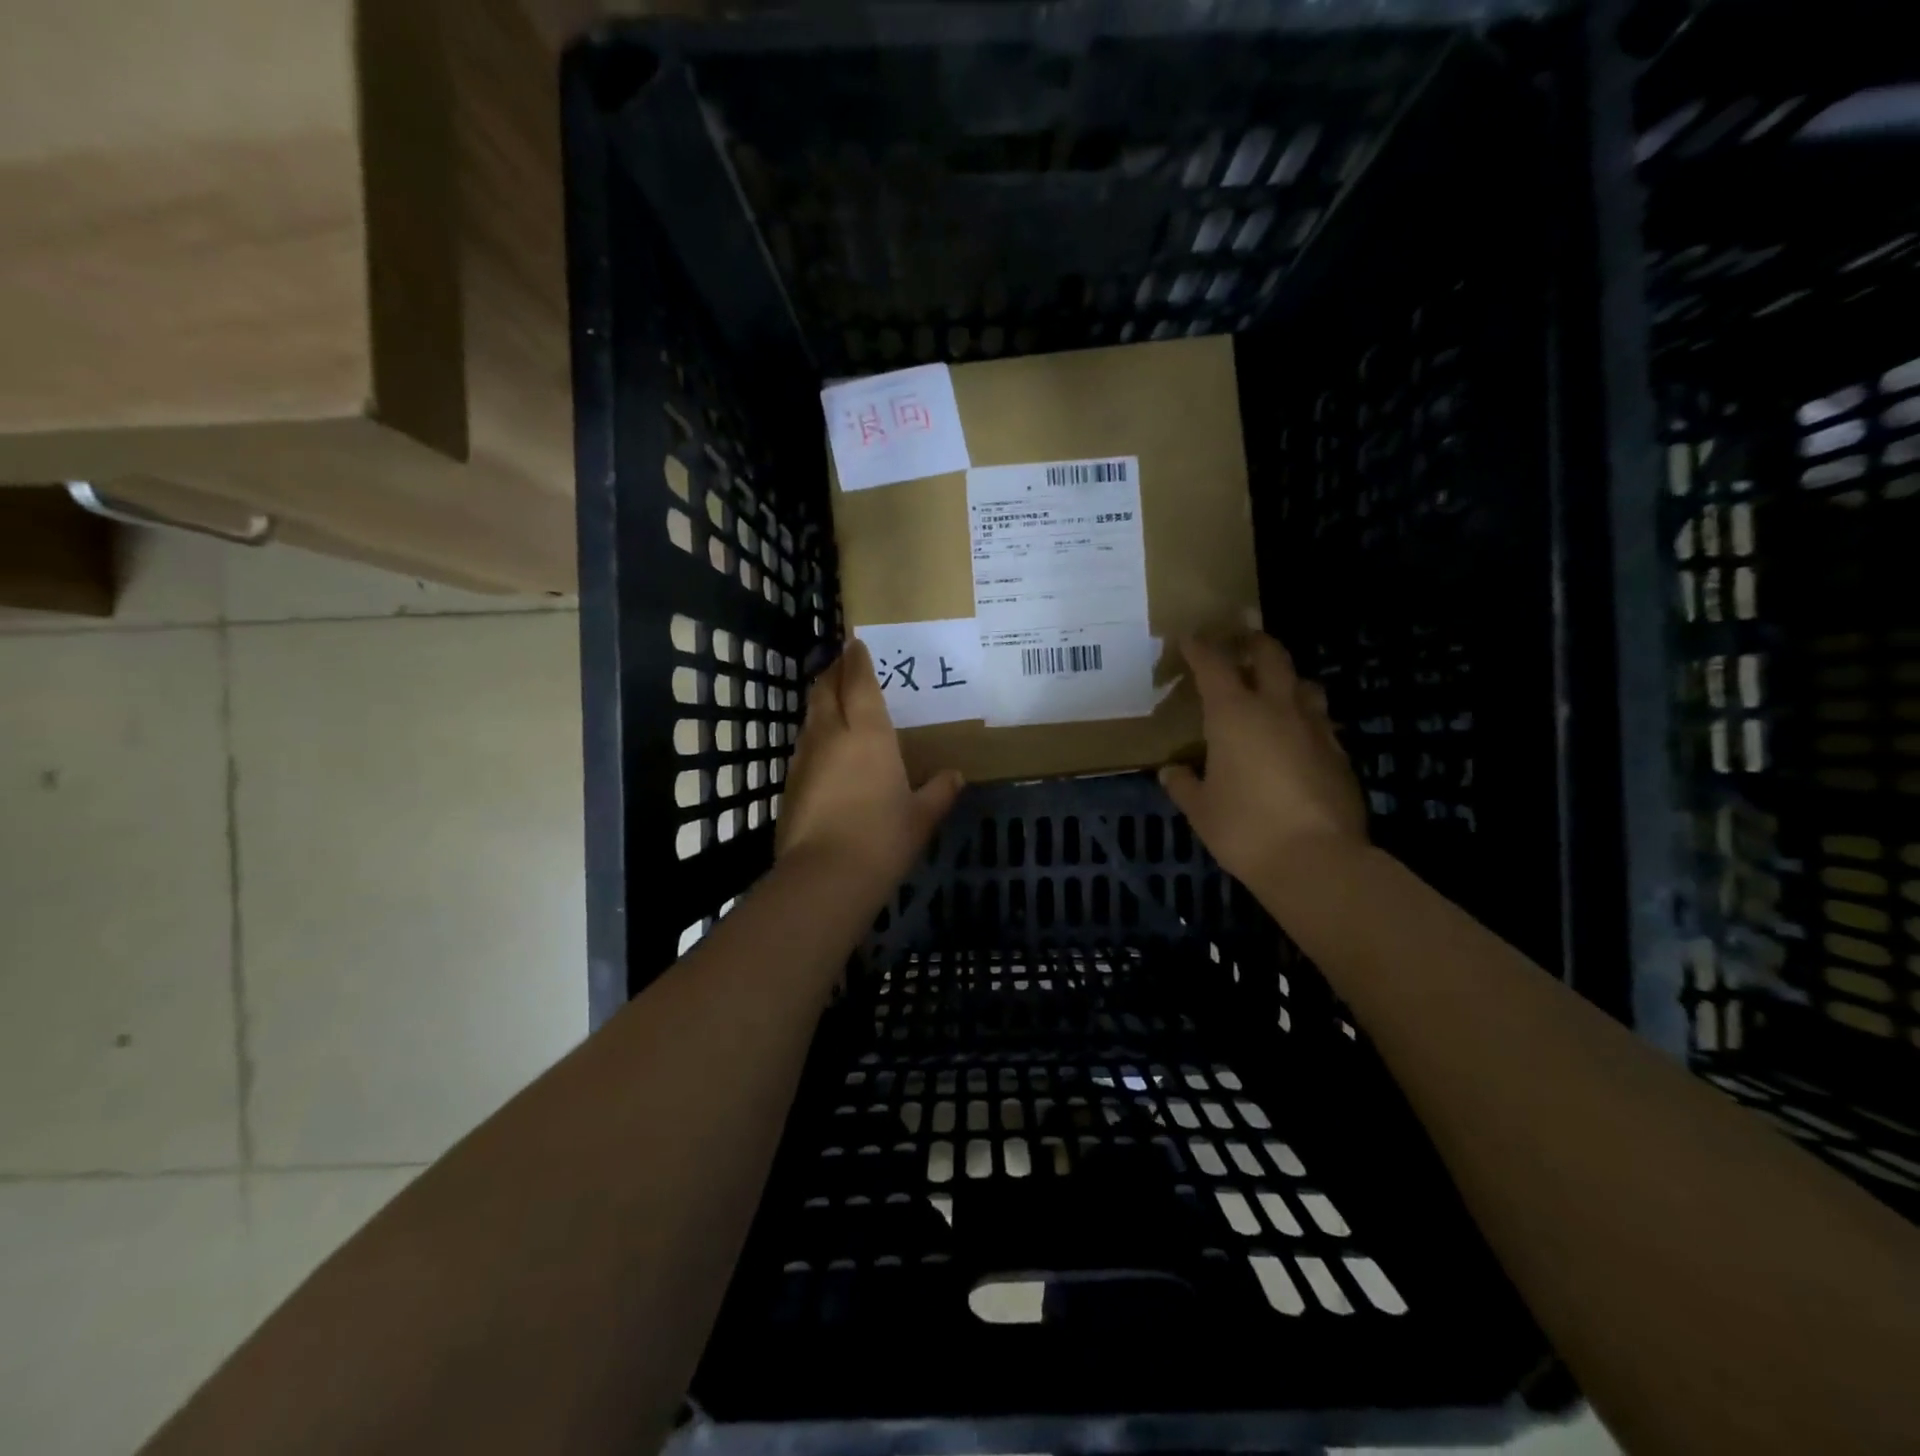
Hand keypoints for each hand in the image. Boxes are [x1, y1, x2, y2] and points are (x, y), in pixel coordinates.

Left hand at [777, 639, 964, 888]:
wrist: (825, 876)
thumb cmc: (883, 838)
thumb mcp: (921, 817)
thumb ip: (939, 792)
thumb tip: (955, 776)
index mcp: (868, 734)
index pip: (859, 683)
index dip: (857, 661)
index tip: (856, 644)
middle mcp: (832, 735)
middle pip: (825, 691)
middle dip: (833, 673)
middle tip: (841, 663)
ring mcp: (805, 758)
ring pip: (810, 718)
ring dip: (820, 703)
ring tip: (832, 701)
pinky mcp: (790, 783)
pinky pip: (803, 746)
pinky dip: (814, 737)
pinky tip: (824, 750)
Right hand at [1159, 633, 1366, 883]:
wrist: (1317, 860)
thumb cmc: (1245, 829)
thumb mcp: (1201, 810)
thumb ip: (1184, 785)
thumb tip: (1172, 772)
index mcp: (1234, 715)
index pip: (1214, 665)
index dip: (1200, 647)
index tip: (1190, 638)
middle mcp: (1277, 709)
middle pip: (1270, 655)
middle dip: (1252, 642)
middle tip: (1240, 641)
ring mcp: (1315, 728)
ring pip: (1304, 684)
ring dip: (1286, 678)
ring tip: (1273, 689)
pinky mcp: (1339, 753)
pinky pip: (1319, 720)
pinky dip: (1304, 717)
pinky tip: (1295, 738)